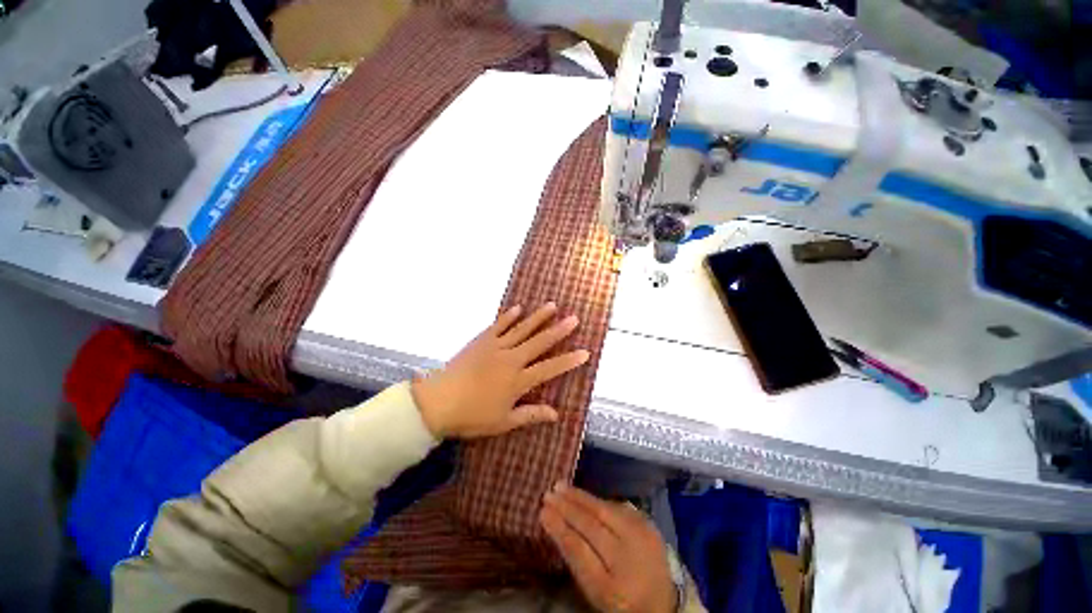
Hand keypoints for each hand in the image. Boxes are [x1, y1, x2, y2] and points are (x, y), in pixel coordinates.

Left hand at [412, 303, 589, 438]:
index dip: (568, 360)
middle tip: (574, 318)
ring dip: (538, 317)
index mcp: (518, 380)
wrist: (438, 402)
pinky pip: (499, 325)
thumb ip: (530, 414)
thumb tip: (556, 414)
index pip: (550, 368)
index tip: (585, 352)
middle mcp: (511, 359)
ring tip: (552, 306)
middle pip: (539, 342)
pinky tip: (518, 308)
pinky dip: (509, 316)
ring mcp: (496, 347)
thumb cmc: (472, 416)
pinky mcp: (481, 341)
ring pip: (522, 329)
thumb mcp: (503, 421)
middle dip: (559, 330)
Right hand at [540, 484, 676, 612]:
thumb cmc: (623, 599)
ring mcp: (641, 538)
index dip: (559, 529)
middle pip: (592, 525)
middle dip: (567, 507)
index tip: (542, 512)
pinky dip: (597, 500)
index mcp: (612, 587)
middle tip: (548, 494)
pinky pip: (617, 507)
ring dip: (580, 497)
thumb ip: (577, 561)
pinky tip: (583, 495)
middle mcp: (628, 558)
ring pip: (604, 510)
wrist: (665, 599)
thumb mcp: (596, 591)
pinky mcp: (648, 524)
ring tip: (561, 486)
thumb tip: (556, 525)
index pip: (578, 551)